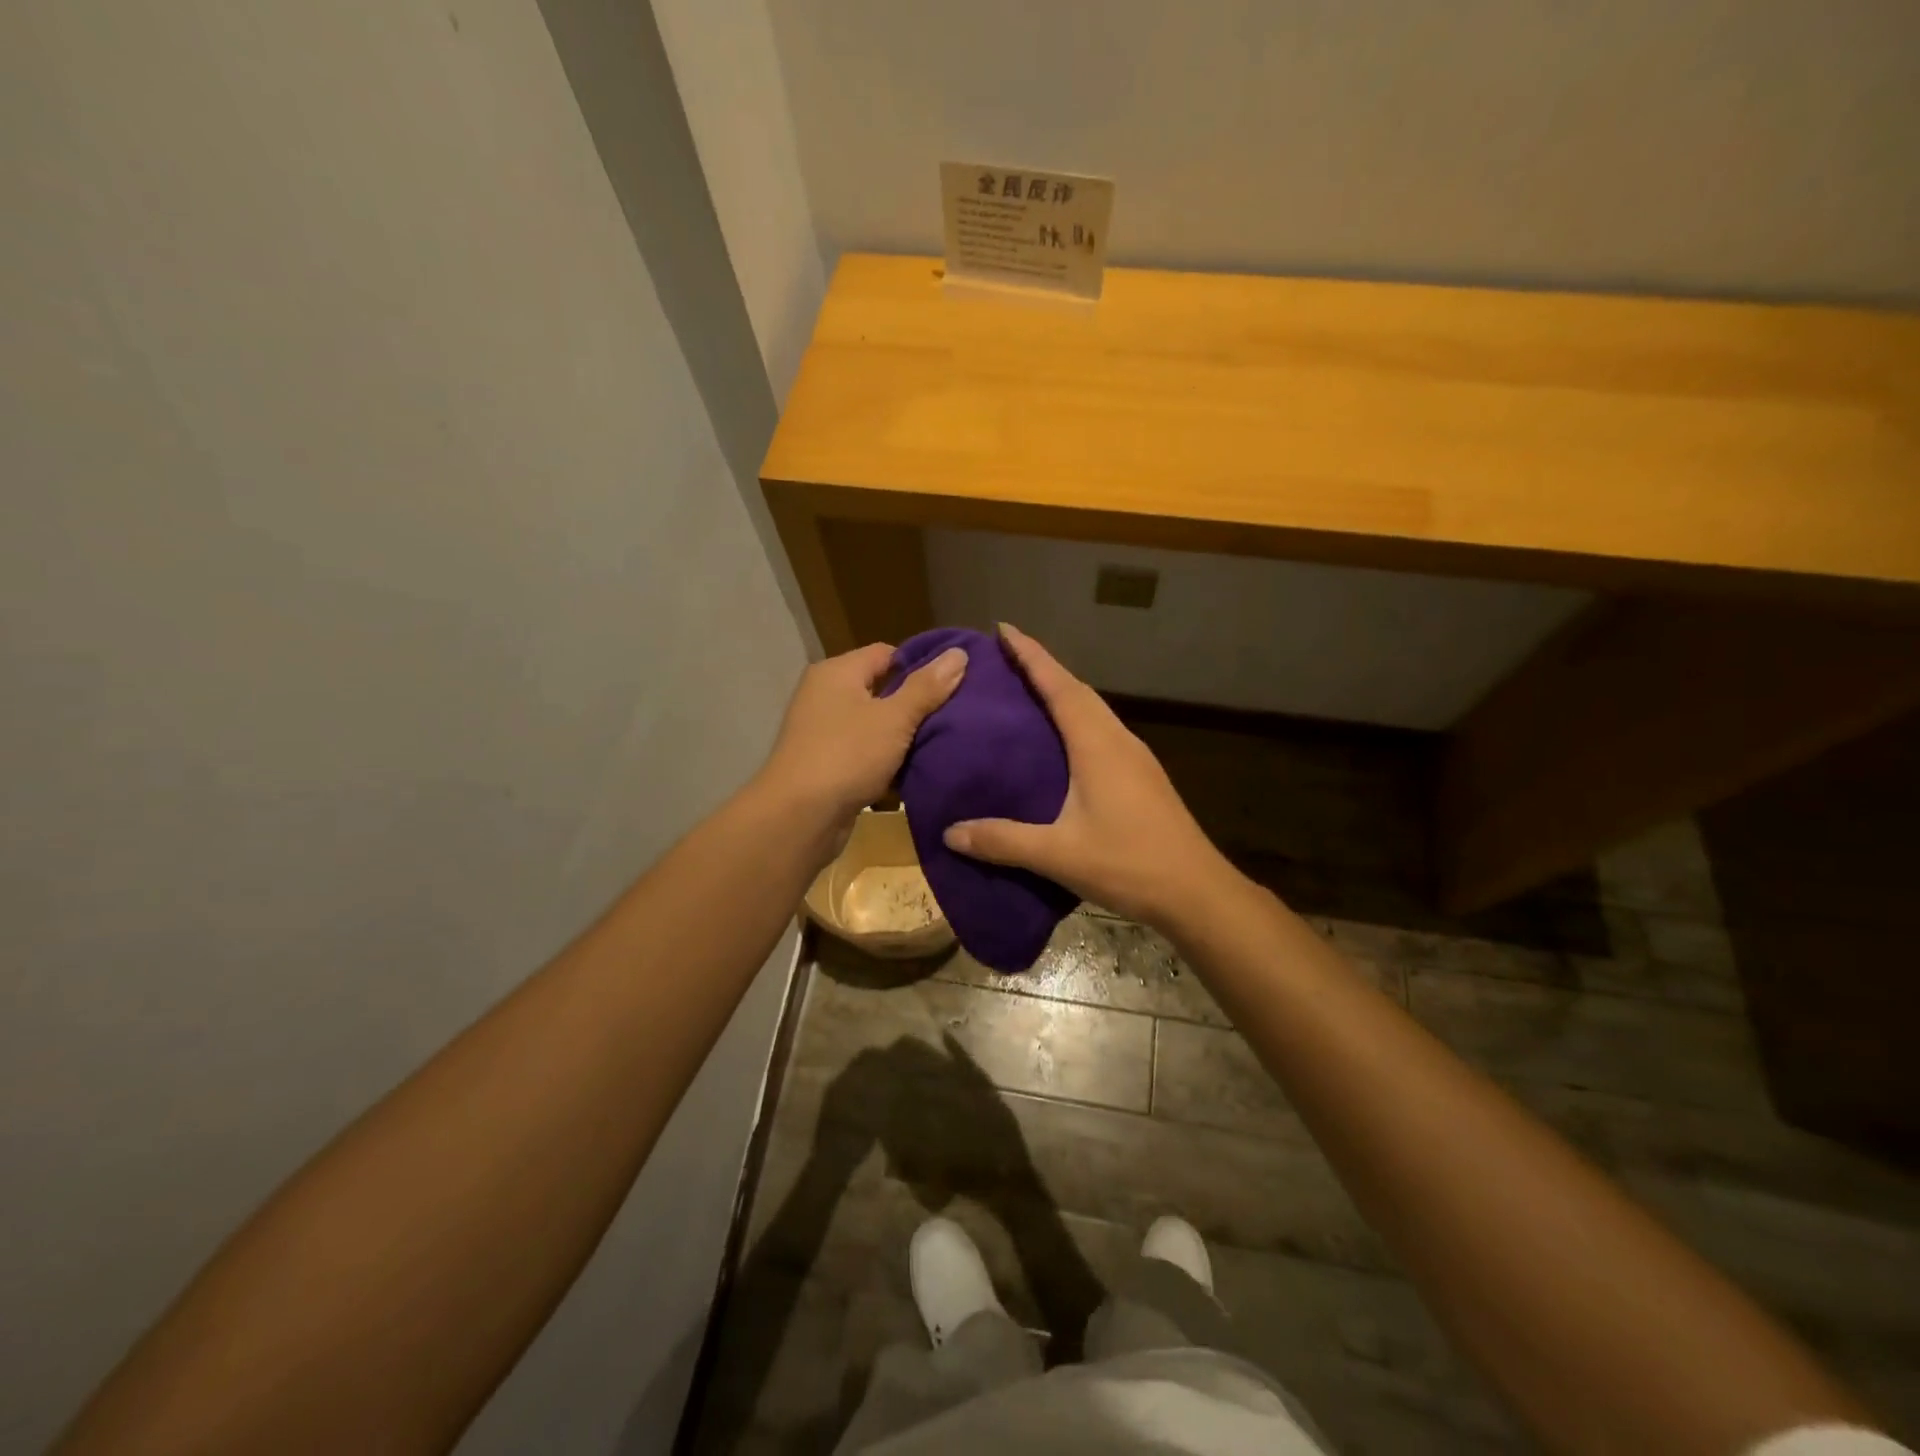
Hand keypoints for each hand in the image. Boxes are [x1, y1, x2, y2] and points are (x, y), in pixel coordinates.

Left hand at [757, 640, 966, 829]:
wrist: (799, 817)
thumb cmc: (847, 755)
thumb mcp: (894, 718)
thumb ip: (927, 687)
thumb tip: (958, 653)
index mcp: (837, 672)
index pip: (887, 653)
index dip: (921, 664)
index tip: (955, 682)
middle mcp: (825, 695)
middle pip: (881, 688)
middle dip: (916, 702)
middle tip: (956, 713)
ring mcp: (823, 731)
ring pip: (875, 724)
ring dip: (903, 735)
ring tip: (943, 741)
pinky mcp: (826, 764)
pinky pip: (865, 752)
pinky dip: (886, 759)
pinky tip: (915, 769)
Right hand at [943, 625, 1233, 927]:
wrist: (1196, 891)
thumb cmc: (1129, 863)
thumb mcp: (1059, 854)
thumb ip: (1003, 841)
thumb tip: (951, 833)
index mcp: (1097, 745)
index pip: (1060, 686)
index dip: (1032, 655)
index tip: (1004, 630)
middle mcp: (1117, 740)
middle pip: (1078, 690)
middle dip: (1044, 668)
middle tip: (1007, 659)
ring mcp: (1135, 757)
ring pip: (1094, 710)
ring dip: (1062, 692)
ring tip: (1028, 693)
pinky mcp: (1142, 776)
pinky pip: (1102, 730)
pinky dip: (1077, 719)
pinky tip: (1062, 742)